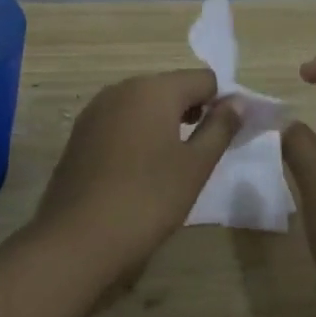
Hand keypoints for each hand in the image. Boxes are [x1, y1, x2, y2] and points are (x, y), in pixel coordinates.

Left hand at [29, 69, 240, 279]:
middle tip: (201, 152)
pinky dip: (137, 134)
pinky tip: (139, 169)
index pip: (203, 79)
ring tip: (171, 163)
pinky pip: (119, 121)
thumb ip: (220, 128)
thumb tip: (237, 101)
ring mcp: (95, 109)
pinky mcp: (80, 133)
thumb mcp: (196, 166)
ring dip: (163, 123)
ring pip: (143, 104)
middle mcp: (122, 88)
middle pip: (170, 87)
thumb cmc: (148, 199)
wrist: (78, 237)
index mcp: (154, 89)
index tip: (225, 136)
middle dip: (191, 111)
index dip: (221, 102)